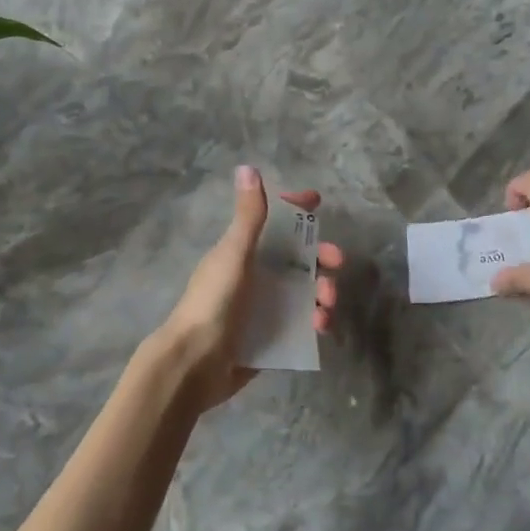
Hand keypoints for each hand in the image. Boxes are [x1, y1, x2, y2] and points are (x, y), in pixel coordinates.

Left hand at [146, 166, 345, 414]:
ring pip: (305, 292)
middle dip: (320, 257)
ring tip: (328, 305)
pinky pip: (302, 324)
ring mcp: (264, 309)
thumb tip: (248, 167)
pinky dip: (315, 322)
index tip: (316, 203)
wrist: (194, 364)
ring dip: (322, 292)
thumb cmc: (213, 302)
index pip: (274, 223)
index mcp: (244, 252)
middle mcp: (256, 276)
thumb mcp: (233, 254)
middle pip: (297, 259)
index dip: (295, 211)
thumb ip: (249, 216)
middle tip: (336, 262)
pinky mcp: (271, 339)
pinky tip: (320, 328)